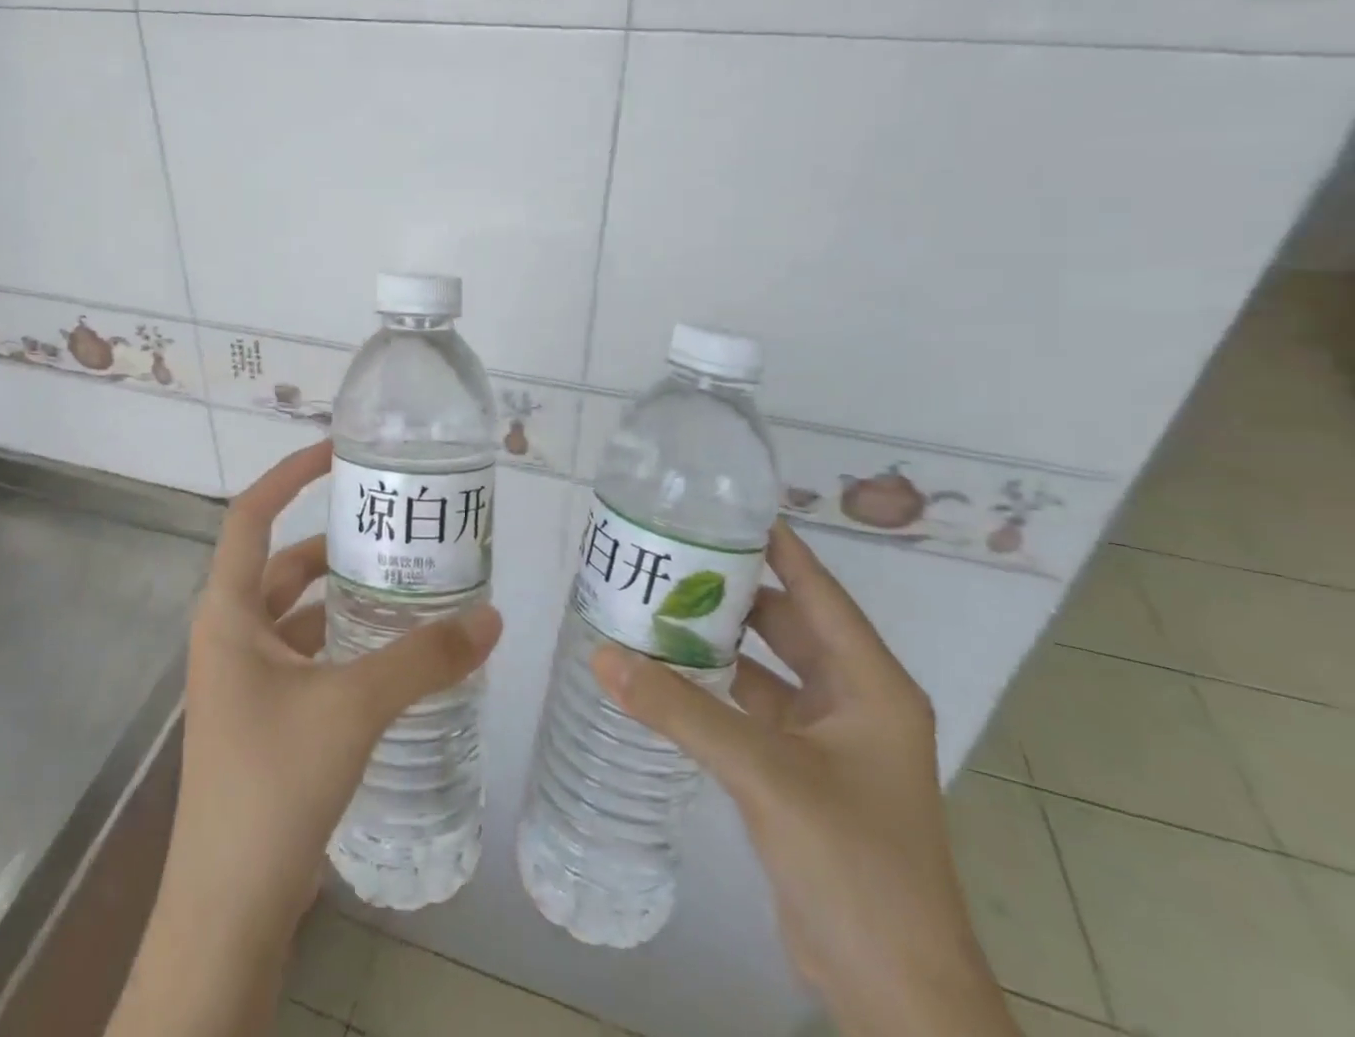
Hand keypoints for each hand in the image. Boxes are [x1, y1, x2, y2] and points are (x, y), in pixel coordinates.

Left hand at [107, 441, 502, 1036]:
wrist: (227, 912)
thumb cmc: (272, 786)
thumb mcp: (353, 707)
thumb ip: (424, 658)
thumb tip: (492, 616)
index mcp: (228, 613)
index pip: (252, 515)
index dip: (290, 474)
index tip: (339, 451)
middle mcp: (230, 636)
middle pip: (284, 565)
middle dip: (336, 541)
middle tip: (396, 526)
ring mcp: (245, 680)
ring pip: (299, 614)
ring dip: (345, 596)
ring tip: (407, 580)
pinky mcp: (265, 718)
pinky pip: (308, 656)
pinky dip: (346, 643)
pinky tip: (393, 652)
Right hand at [592, 521, 1015, 1036]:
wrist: (892, 988)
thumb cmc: (853, 861)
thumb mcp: (764, 773)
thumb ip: (680, 710)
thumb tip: (602, 654)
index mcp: (870, 683)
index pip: (817, 589)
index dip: (776, 544)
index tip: (723, 506)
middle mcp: (854, 698)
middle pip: (788, 621)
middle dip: (733, 588)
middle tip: (670, 552)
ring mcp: (830, 737)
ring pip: (768, 665)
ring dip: (721, 638)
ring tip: (659, 601)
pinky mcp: (803, 769)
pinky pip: (754, 705)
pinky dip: (716, 685)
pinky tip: (670, 670)